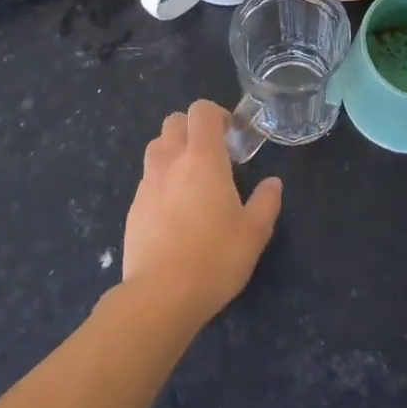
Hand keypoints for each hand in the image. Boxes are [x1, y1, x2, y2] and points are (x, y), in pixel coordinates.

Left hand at [123, 100, 282, 330]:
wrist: (161, 296)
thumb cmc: (214, 258)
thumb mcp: (254, 233)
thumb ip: (266, 202)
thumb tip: (273, 183)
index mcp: (203, 158)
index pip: (201, 111)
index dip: (216, 114)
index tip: (231, 135)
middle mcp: (171, 161)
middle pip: (174, 121)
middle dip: (193, 128)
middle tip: (213, 154)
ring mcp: (147, 183)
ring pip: (156, 146)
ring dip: (174, 150)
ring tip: (191, 178)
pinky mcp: (134, 207)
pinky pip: (147, 178)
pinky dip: (161, 179)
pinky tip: (175, 210)